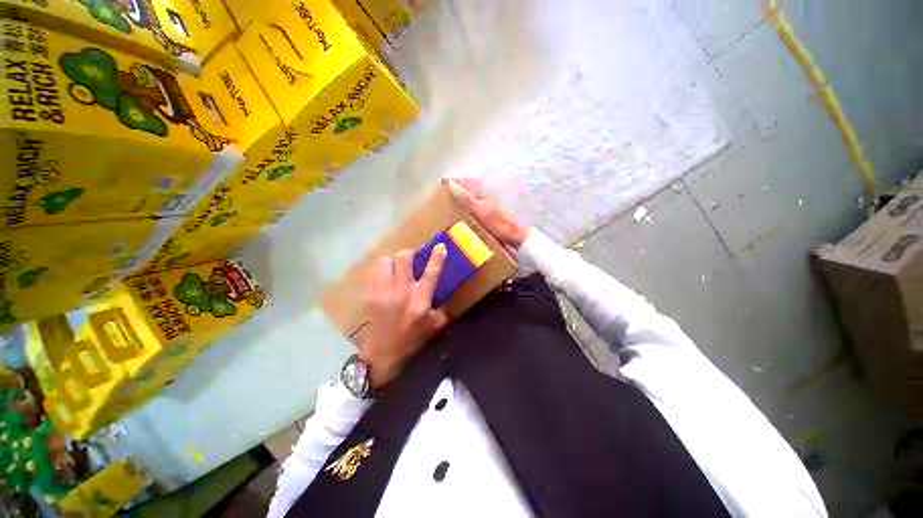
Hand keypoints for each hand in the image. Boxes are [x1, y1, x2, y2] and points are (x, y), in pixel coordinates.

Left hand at [359, 245, 448, 388]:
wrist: (381, 354)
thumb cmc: (411, 340)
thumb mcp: (434, 326)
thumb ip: (442, 308)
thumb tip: (444, 293)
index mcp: (420, 301)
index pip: (431, 273)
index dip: (437, 257)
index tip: (440, 246)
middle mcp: (402, 292)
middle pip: (403, 258)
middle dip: (409, 254)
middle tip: (411, 260)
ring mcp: (383, 292)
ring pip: (386, 261)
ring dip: (393, 262)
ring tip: (396, 270)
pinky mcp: (369, 294)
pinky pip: (375, 272)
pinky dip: (382, 272)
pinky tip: (385, 281)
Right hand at [443, 178, 529, 248]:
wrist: (515, 234)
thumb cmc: (498, 223)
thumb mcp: (480, 211)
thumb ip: (467, 198)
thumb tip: (452, 185)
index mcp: (484, 191)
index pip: (465, 182)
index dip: (453, 181)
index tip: (441, 182)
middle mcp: (488, 192)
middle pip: (470, 184)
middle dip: (457, 184)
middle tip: (445, 188)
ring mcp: (492, 199)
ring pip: (474, 191)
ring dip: (464, 191)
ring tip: (453, 195)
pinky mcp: (493, 207)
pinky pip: (478, 199)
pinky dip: (470, 199)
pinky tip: (467, 206)